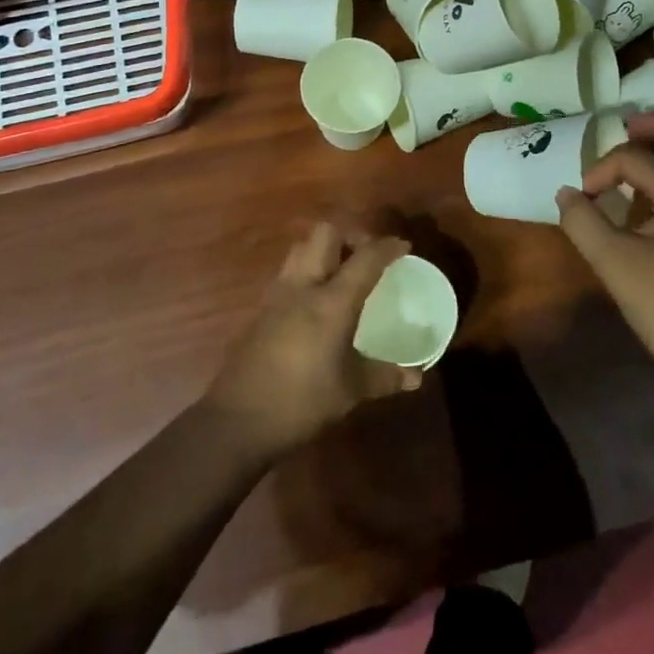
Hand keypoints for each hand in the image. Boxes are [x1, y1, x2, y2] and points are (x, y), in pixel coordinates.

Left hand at [205, 222, 422, 456]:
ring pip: (302, 247)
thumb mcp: (350, 391)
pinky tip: (316, 300)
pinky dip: (307, 271)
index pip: (365, 258)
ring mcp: (277, 295)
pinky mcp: (262, 309)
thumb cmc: (301, 401)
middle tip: (367, 256)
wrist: (238, 420)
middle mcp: (303, 286)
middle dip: (350, 234)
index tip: (403, 247)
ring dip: (325, 249)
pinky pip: (288, 272)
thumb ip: (384, 377)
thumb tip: (415, 377)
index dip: (387, 247)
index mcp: (331, 301)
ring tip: (342, 272)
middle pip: (325, 233)